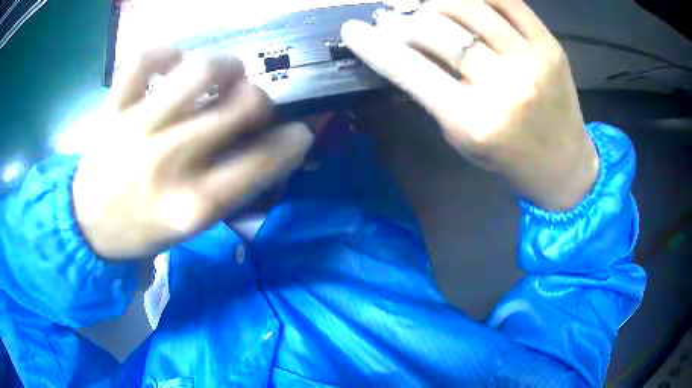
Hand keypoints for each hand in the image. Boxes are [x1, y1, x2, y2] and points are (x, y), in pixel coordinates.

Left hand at [73, 49, 312, 259]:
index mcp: (193, 204)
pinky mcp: (113, 108)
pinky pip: (144, 61)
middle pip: (241, 106)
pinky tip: (173, 64)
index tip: (298, 132)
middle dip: (260, 99)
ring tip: (223, 74)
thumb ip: (229, 188)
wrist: (87, 227)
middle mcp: (169, 161)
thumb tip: (265, 147)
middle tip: (251, 102)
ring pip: (199, 70)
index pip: (263, 161)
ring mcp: (137, 128)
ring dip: (226, 66)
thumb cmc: (141, 231)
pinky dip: (165, 54)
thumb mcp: (191, 227)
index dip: (293, 141)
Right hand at [342, 0, 598, 210]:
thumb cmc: (509, 160)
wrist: (564, 166)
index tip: (354, 29)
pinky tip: (466, 2)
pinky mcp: (551, 46)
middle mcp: (503, 86)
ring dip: (438, 2)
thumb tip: (400, 50)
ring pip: (468, 6)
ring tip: (431, 9)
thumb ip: (432, 94)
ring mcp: (531, 61)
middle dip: (406, 20)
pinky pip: (507, 1)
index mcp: (473, 121)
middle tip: (398, 20)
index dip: (374, 44)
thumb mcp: (463, 139)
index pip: (409, 69)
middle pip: (436, 29)